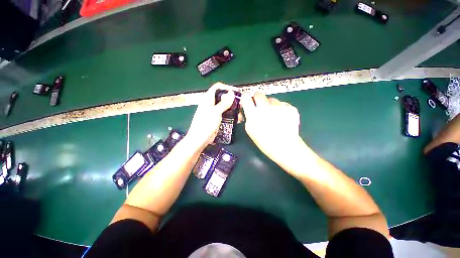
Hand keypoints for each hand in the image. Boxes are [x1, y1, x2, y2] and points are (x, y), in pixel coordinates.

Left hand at [186, 83, 237, 148]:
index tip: (236, 92)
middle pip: (222, 97)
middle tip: (240, 104)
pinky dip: (231, 115)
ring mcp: (214, 112)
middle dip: (232, 99)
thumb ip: (224, 103)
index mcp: (207, 99)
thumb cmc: (205, 125)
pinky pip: (225, 114)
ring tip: (240, 113)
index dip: (226, 88)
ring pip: (225, 106)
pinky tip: (237, 119)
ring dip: (233, 108)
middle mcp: (210, 104)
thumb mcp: (215, 112)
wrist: (200, 140)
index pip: (217, 87)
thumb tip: (231, 93)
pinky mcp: (216, 119)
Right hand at [241, 92, 303, 167]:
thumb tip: (246, 108)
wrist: (286, 147)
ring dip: (270, 105)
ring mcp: (280, 106)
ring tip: (273, 116)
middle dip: (257, 99)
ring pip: (271, 99)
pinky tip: (282, 118)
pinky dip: (280, 109)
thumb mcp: (250, 130)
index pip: (246, 97)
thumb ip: (247, 117)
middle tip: (260, 107)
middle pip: (259, 94)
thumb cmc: (265, 141)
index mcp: (254, 114)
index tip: (247, 101)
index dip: (246, 98)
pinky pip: (282, 104)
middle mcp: (266, 107)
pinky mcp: (290, 108)